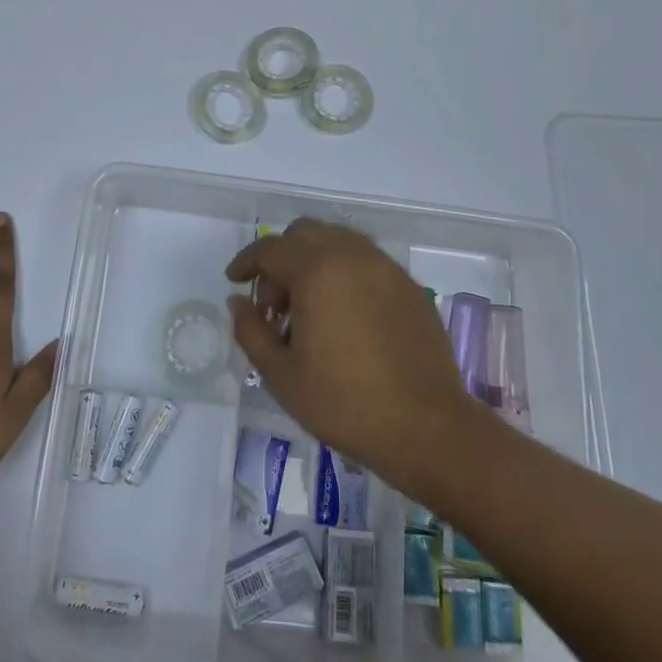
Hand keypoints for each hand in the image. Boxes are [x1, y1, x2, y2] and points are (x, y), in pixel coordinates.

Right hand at [225, 218, 481, 501]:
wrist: (427, 428)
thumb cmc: (345, 403)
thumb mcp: (281, 375)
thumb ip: (251, 331)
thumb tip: (239, 302)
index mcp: (317, 271)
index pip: (270, 249)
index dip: (246, 262)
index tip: (234, 281)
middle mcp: (352, 256)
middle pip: (304, 233)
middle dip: (281, 258)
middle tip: (274, 303)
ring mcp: (386, 268)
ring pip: (338, 242)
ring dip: (314, 261)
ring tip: (309, 308)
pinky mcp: (410, 286)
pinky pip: (366, 262)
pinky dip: (345, 273)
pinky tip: (345, 316)